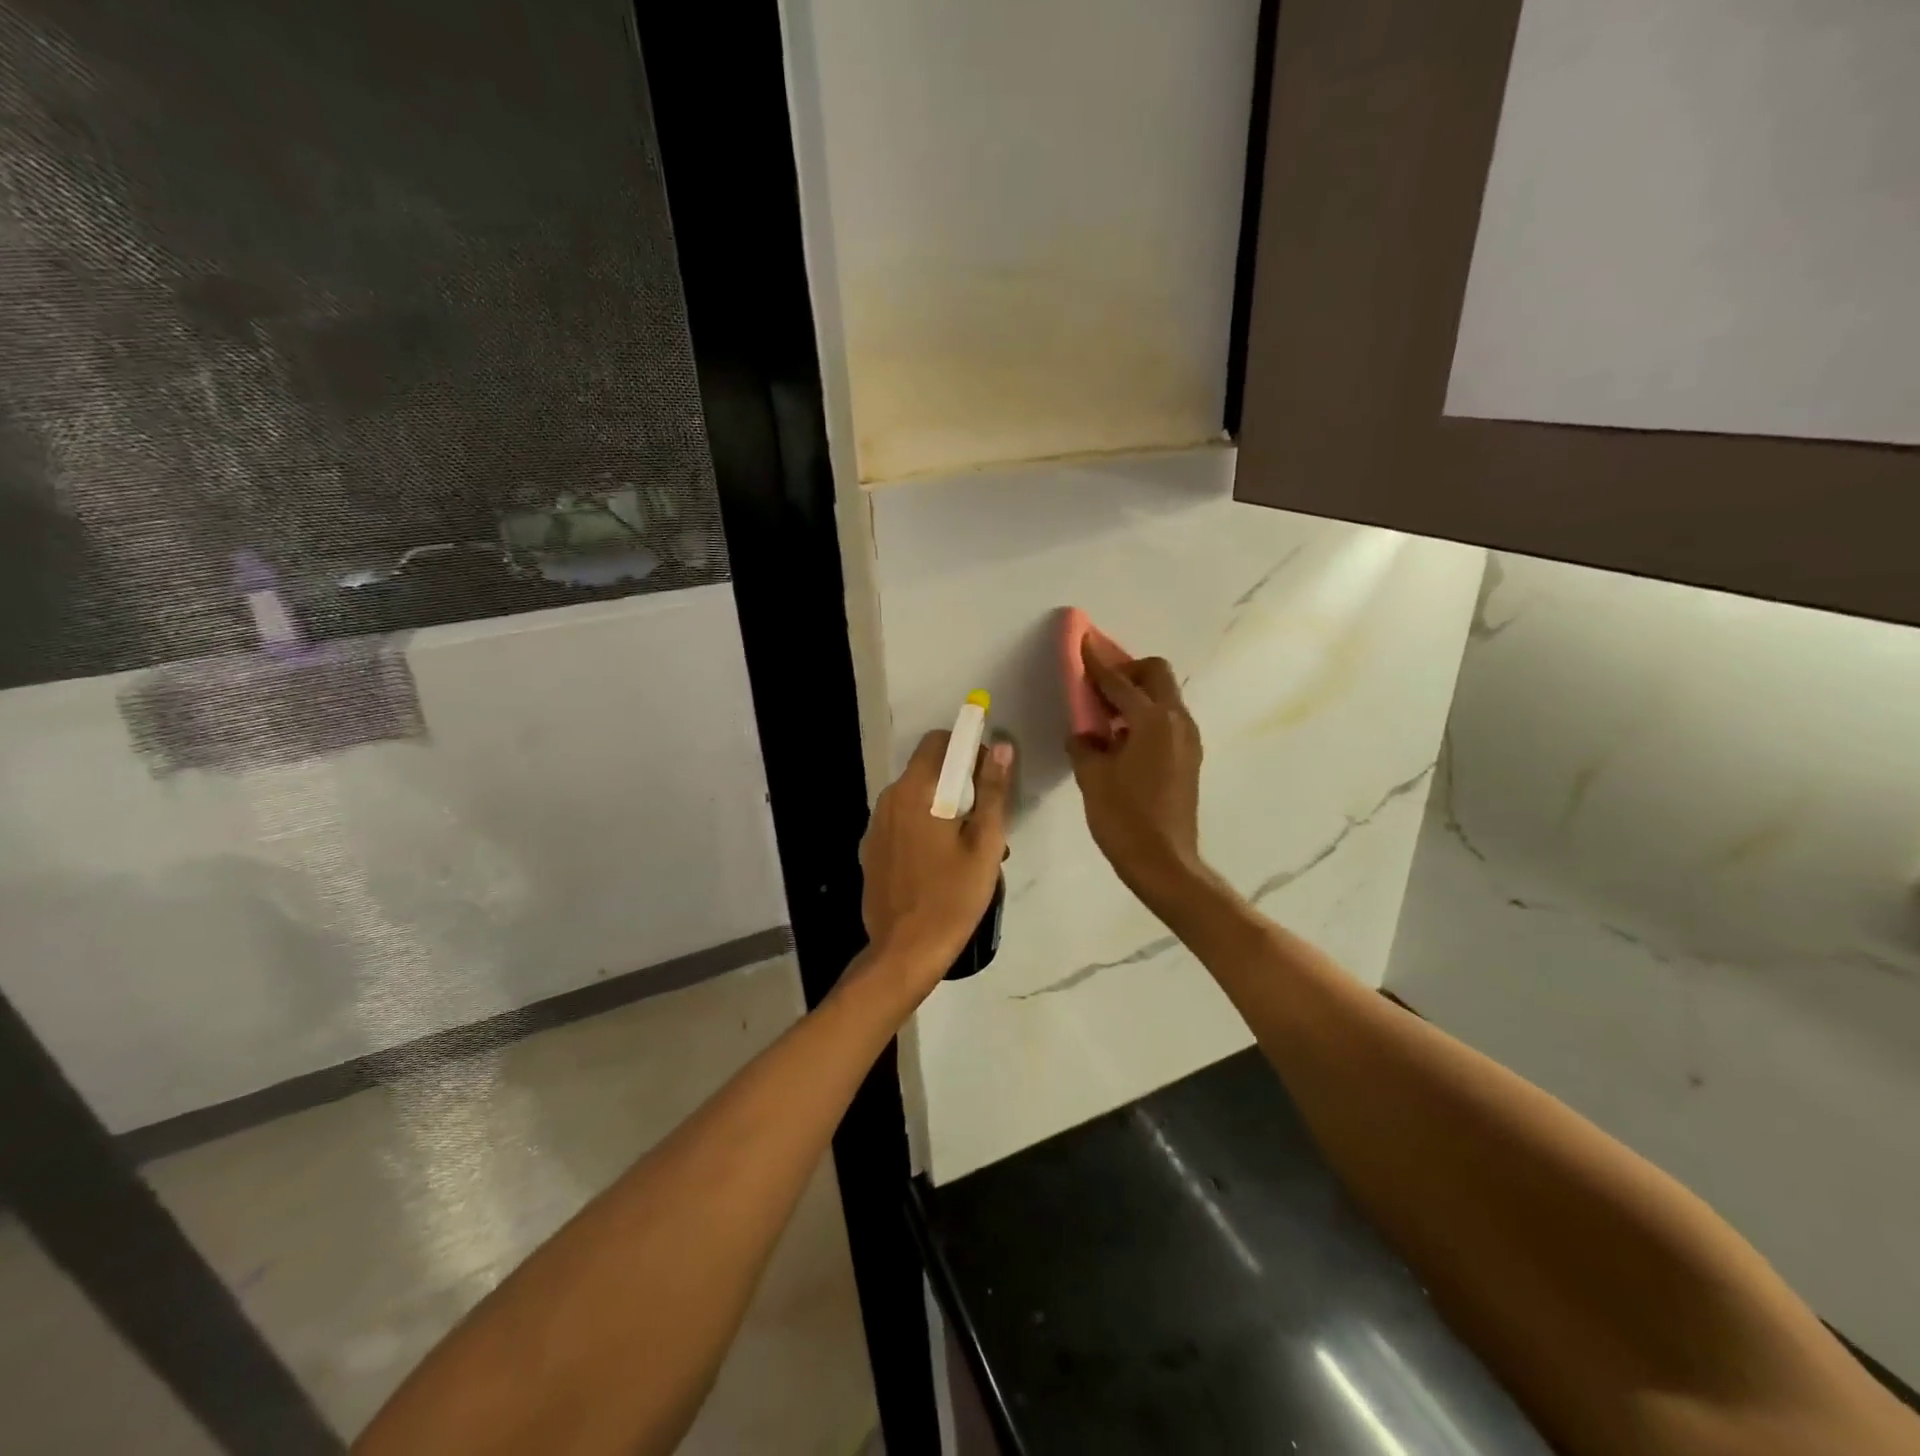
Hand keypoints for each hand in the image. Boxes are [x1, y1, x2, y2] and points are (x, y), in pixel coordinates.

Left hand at [858, 730, 1013, 996]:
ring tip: (966, 849)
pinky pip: (901, 822)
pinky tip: (938, 864)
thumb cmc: (953, 897)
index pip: (939, 742)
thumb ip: (993, 791)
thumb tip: (1001, 747)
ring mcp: (875, 825)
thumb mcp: (985, 844)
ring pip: (915, 798)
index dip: (967, 749)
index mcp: (916, 792)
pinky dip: (922, 827)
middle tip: (984, 821)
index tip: (988, 778)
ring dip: (942, 808)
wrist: (905, 951)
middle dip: (958, 783)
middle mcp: (889, 799)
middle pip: (927, 770)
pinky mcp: (871, 849)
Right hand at [1066, 641, 1205, 899]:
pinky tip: (1122, 742)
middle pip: (1156, 674)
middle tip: (1098, 687)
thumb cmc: (1124, 818)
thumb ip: (1084, 743)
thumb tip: (1084, 733)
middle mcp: (1177, 721)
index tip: (1081, 640)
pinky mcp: (1190, 757)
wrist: (1165, 863)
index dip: (1096, 662)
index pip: (1119, 681)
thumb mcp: (1092, 777)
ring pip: (1164, 697)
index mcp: (1152, 720)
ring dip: (1136, 695)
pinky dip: (1145, 717)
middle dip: (1127, 671)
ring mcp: (1189, 739)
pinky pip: (1167, 720)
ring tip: (1106, 718)